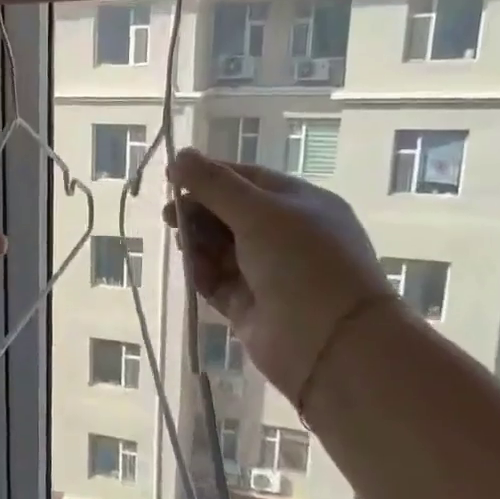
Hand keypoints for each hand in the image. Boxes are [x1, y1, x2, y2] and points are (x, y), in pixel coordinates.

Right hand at [165, 150, 392, 400]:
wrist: (330, 343)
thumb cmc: (302, 263)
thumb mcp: (259, 212)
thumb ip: (214, 185)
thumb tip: (179, 156)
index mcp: (300, 204)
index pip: (248, 179)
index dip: (210, 176)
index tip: (173, 177)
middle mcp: (285, 235)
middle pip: (229, 213)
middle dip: (198, 211)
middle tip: (169, 216)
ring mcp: (267, 272)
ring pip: (219, 248)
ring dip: (198, 242)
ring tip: (183, 244)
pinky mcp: (248, 305)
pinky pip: (216, 281)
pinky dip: (202, 273)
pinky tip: (194, 269)